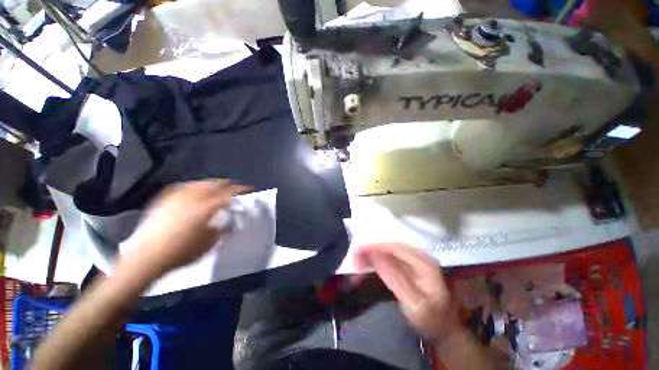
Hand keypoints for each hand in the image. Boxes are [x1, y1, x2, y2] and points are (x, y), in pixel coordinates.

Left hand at [120, 180, 250, 276]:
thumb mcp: (211, 241)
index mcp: (207, 207)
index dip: (241, 190)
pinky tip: (197, 191)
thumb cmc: (183, 252)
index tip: (249, 190)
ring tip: (218, 189)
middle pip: (216, 184)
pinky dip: (195, 186)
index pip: (230, 194)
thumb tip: (230, 219)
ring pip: (201, 183)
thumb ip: (223, 226)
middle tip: (235, 189)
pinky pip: (185, 186)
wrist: (147, 257)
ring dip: (213, 184)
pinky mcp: (165, 198)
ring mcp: (178, 196)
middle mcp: (194, 197)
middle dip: (228, 185)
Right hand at [355, 243, 460, 342]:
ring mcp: (414, 261)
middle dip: (372, 249)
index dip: (376, 246)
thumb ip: (394, 278)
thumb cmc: (431, 319)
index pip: (396, 248)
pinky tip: (369, 262)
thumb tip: (374, 257)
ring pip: (389, 252)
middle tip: (355, 255)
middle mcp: (419, 257)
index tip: (359, 249)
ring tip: (358, 258)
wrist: (443, 329)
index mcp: (424, 263)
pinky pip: (390, 259)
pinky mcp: (409, 267)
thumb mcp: (413, 303)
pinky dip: (378, 260)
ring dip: (373, 254)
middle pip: (391, 247)